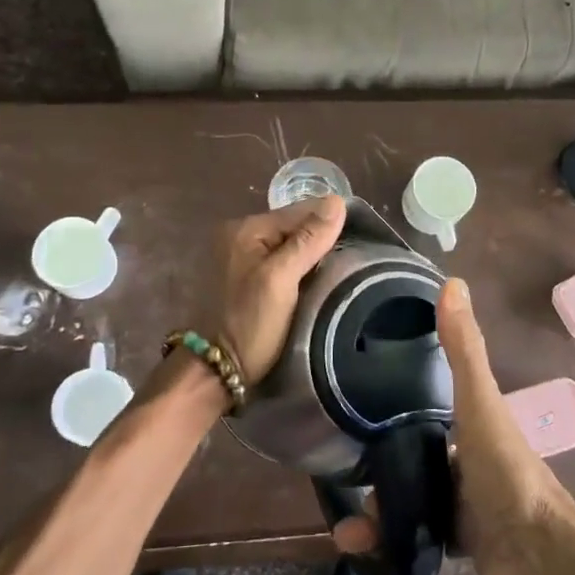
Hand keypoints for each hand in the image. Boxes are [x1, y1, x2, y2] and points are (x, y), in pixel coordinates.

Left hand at [215, 196, 346, 383]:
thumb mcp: (281, 280)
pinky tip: (315, 281)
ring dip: (311, 255)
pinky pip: (280, 262)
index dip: (330, 223)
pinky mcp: (243, 279)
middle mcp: (239, 235)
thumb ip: (308, 240)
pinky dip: (298, 269)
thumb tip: (337, 202)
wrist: (212, 373)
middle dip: (321, 239)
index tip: (362, 239)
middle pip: (294, 227)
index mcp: (245, 228)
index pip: (300, 211)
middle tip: (353, 259)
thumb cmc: (248, 324)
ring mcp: (239, 257)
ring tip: (340, 270)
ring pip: (289, 245)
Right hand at [335, 279, 574, 574]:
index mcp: (477, 446)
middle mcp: (480, 488)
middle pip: (425, 485)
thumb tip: (453, 282)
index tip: (361, 440)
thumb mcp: (479, 404)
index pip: (435, 436)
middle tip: (349, 506)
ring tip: (353, 543)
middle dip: (386, 493)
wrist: (543, 565)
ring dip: (392, 536)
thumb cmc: (505, 477)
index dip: (400, 435)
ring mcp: (484, 538)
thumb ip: (463, 349)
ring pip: (428, 532)